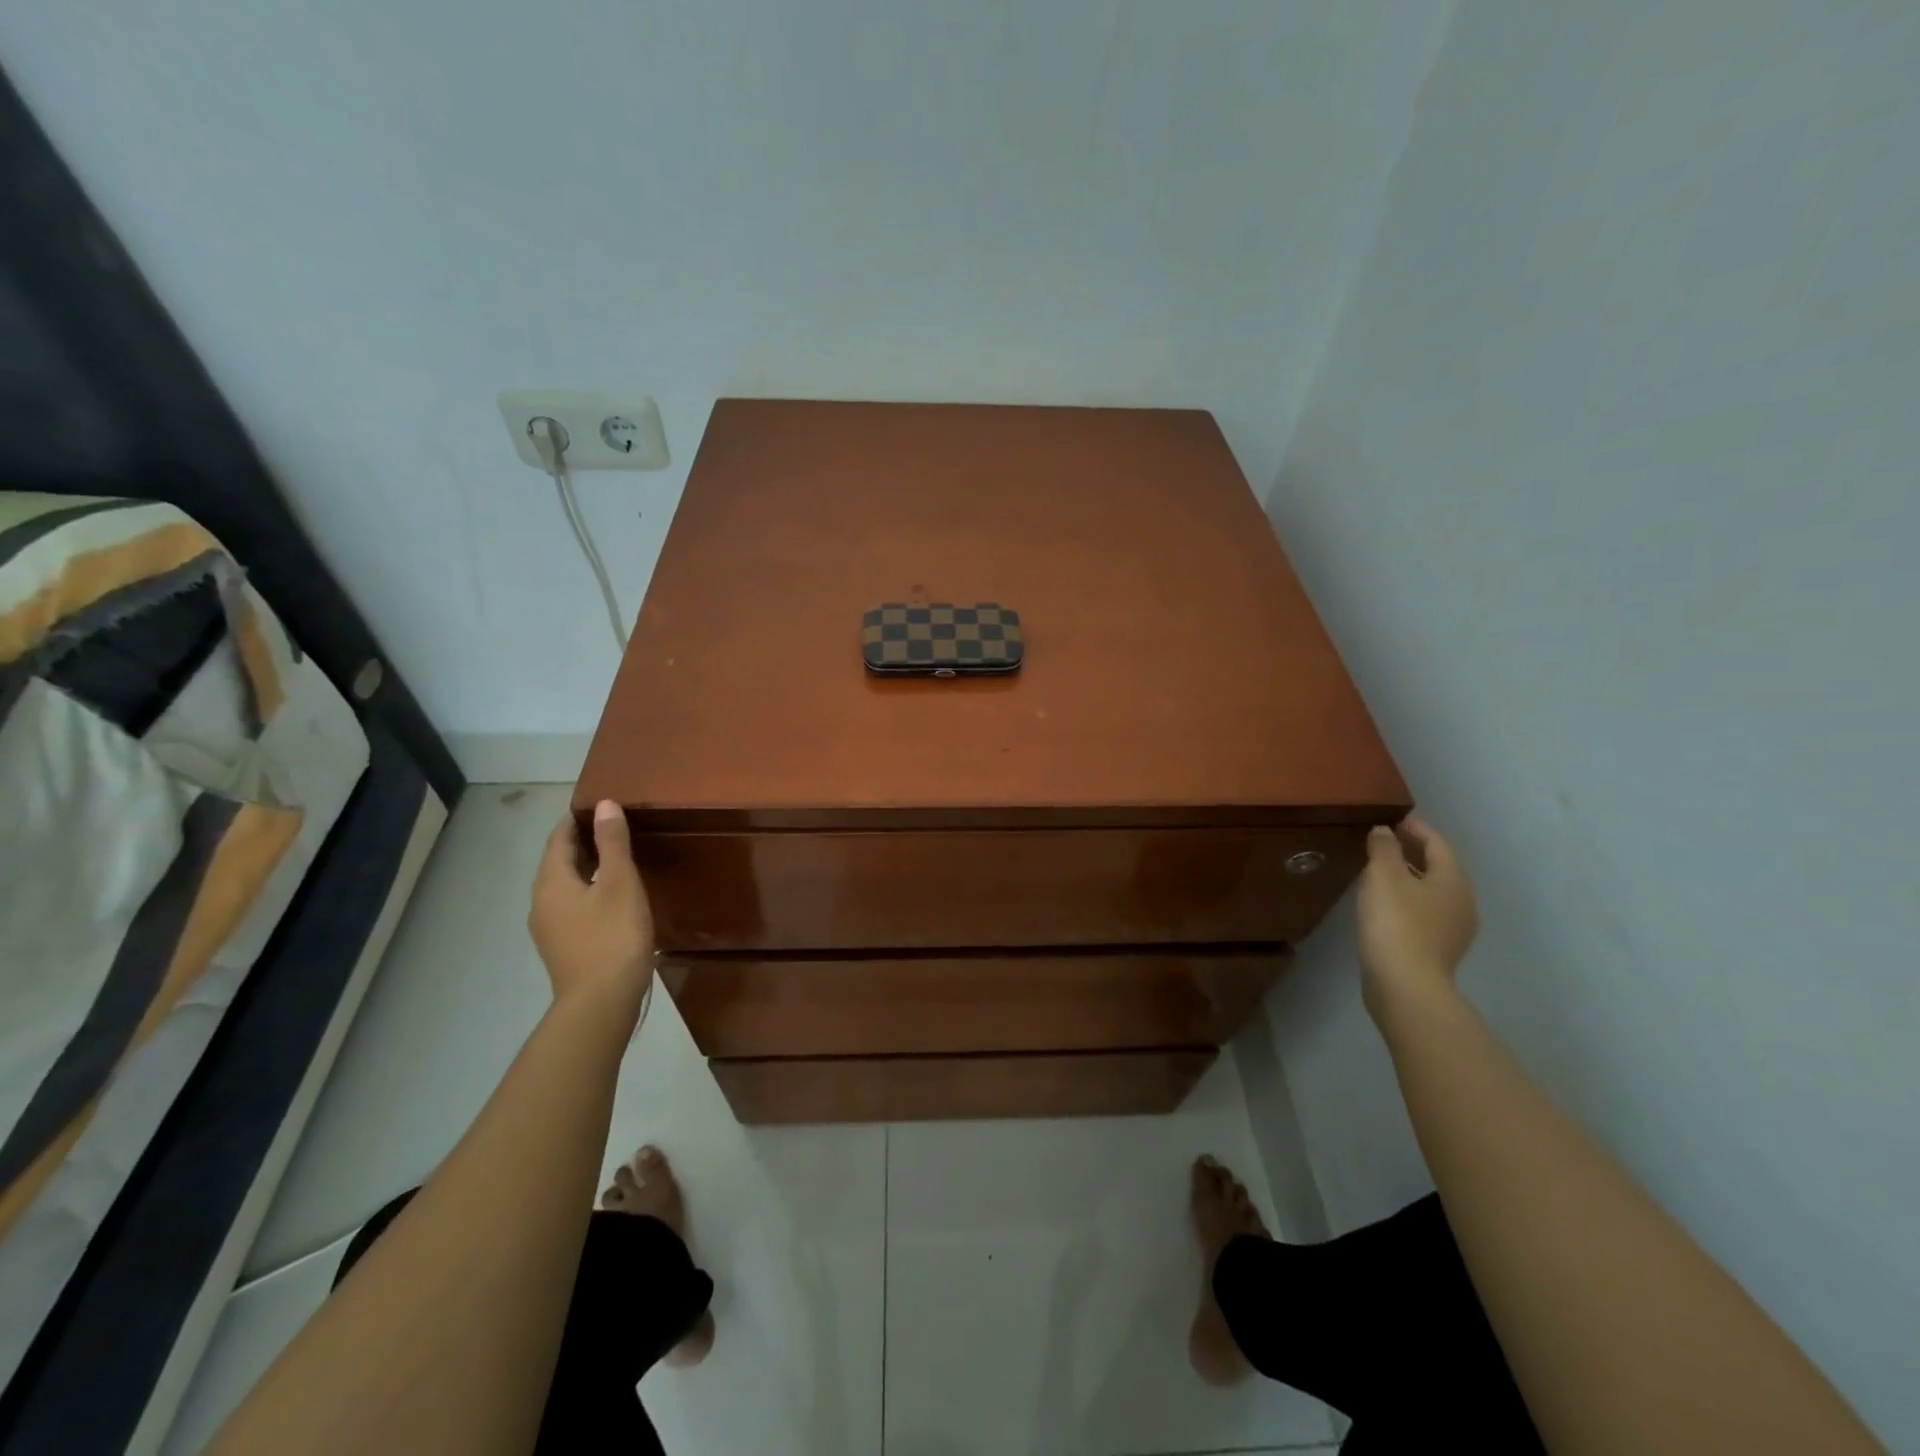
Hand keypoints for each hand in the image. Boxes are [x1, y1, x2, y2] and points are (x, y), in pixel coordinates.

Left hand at [528, 801, 654, 1013]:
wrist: (600, 1003)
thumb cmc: (613, 937)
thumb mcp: (620, 883)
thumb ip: (612, 843)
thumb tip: (605, 805)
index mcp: (551, 882)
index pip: (558, 838)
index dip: (577, 819)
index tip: (601, 806)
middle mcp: (541, 902)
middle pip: (558, 862)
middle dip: (582, 842)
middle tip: (615, 828)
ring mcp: (550, 928)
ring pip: (565, 885)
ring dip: (586, 867)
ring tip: (617, 859)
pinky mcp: (563, 947)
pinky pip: (572, 905)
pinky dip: (588, 890)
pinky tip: (612, 897)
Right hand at [1357, 815, 1477, 1025]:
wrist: (1405, 985)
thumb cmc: (1396, 922)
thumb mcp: (1383, 876)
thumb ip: (1384, 848)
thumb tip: (1385, 832)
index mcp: (1453, 880)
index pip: (1437, 843)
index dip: (1416, 828)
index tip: (1394, 819)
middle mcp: (1462, 902)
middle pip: (1439, 867)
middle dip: (1413, 852)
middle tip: (1385, 841)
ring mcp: (1454, 929)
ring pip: (1432, 891)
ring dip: (1410, 876)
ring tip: (1380, 871)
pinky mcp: (1438, 949)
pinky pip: (1424, 912)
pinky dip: (1408, 899)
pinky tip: (1385, 904)